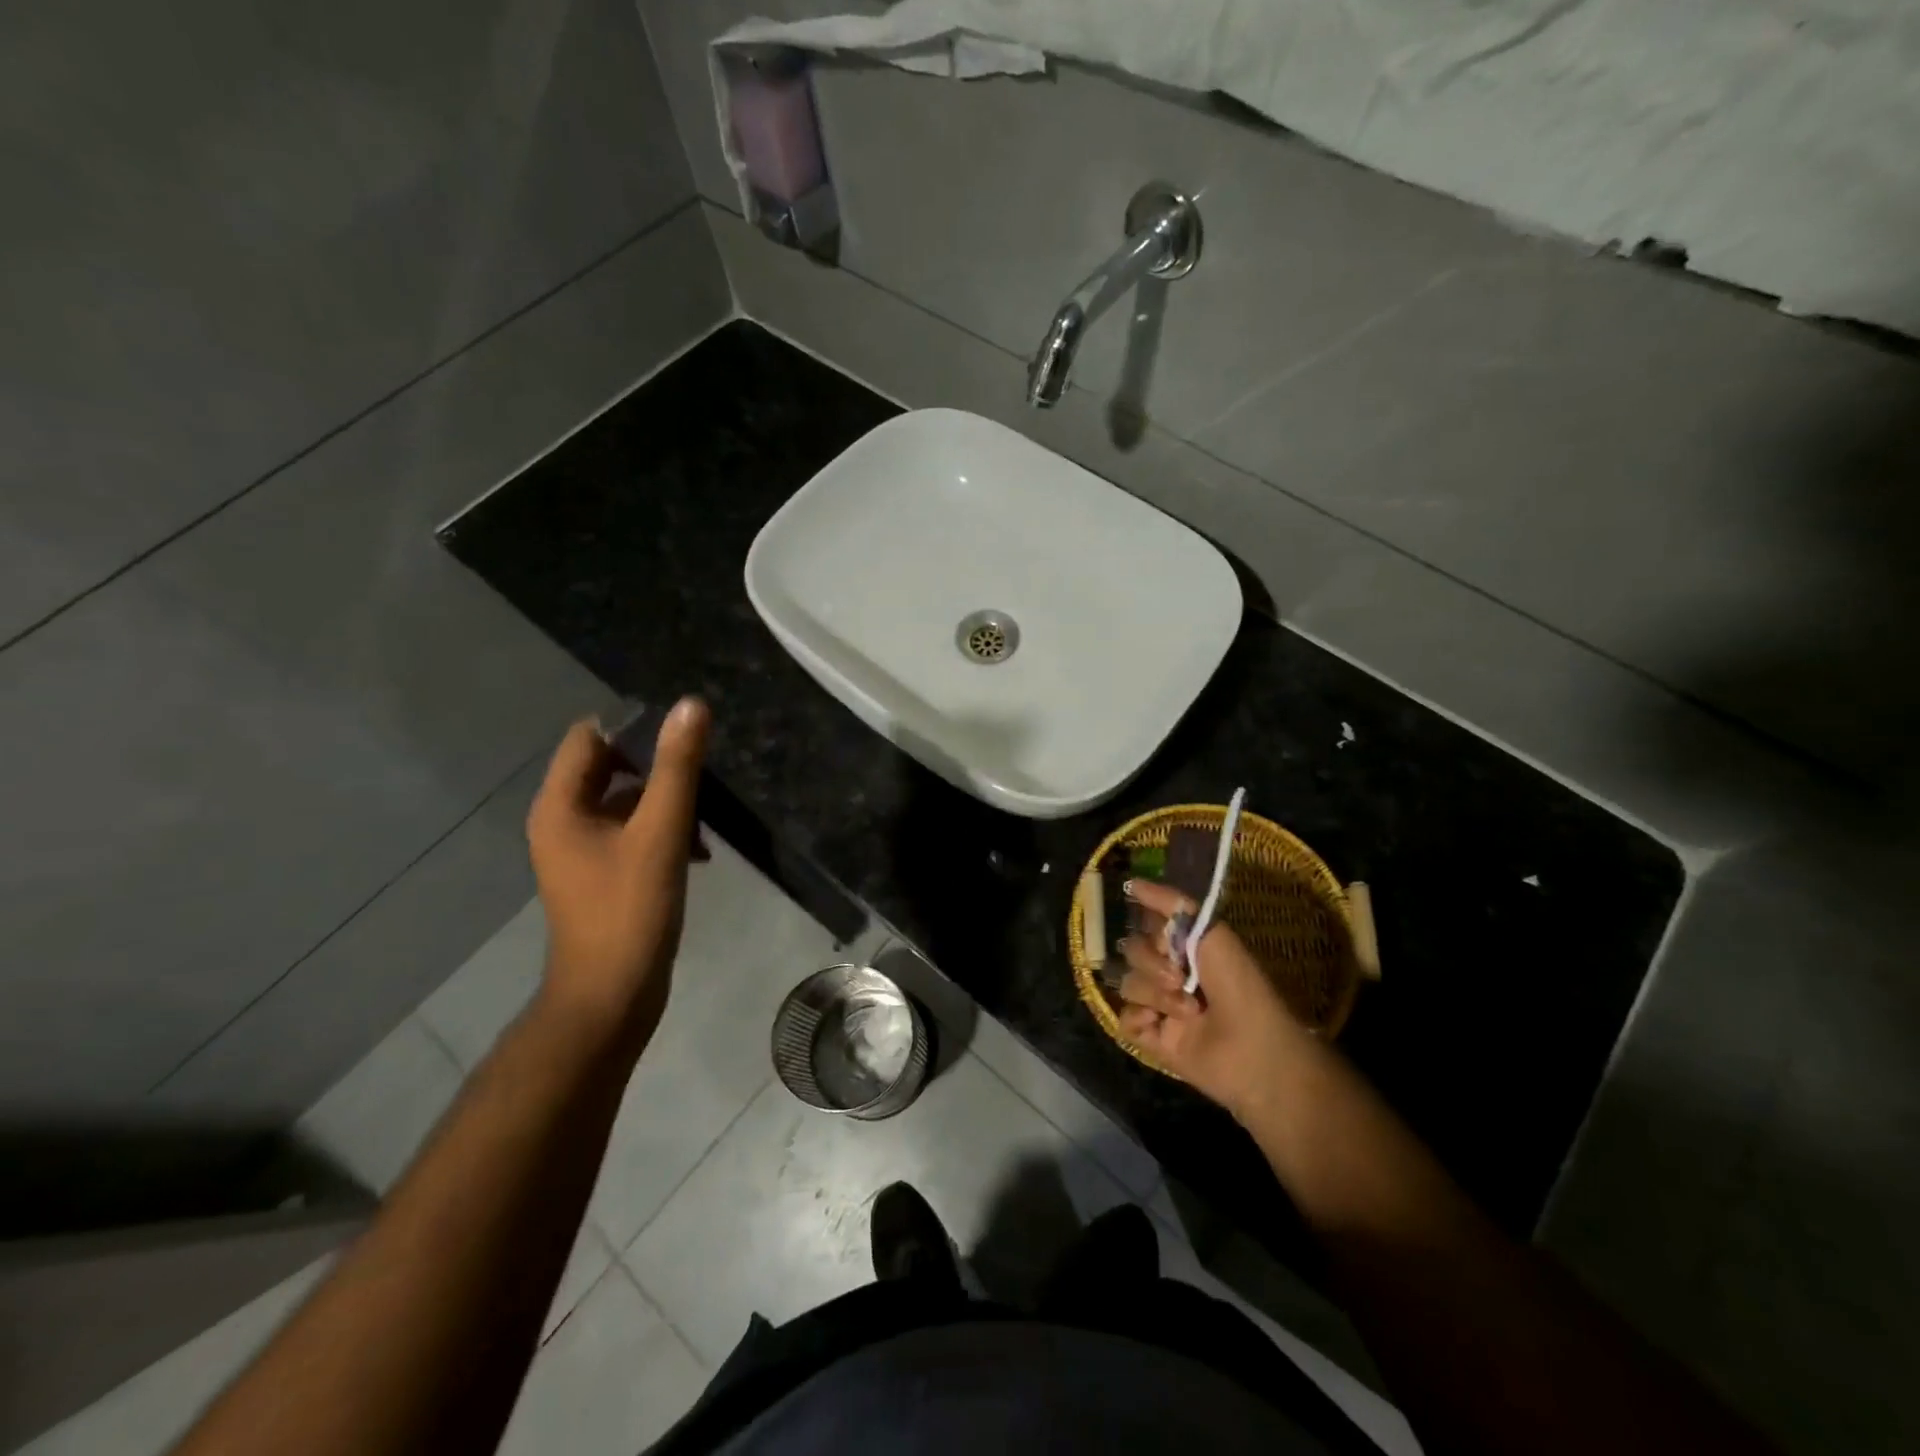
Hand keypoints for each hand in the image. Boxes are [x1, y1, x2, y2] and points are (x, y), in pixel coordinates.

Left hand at [526, 698, 710, 1049]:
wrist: (611, 996)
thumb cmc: (630, 910)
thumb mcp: (661, 832)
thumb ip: (677, 768)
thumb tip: (691, 706)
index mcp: (561, 805)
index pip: (590, 737)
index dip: (634, 729)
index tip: (681, 740)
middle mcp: (561, 821)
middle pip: (608, 768)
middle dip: (656, 768)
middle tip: (700, 777)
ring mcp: (579, 850)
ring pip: (624, 802)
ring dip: (664, 802)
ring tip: (704, 820)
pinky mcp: (600, 874)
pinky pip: (630, 832)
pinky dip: (661, 831)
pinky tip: (697, 852)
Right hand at [1115, 878, 1310, 1123]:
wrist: (1252, 1048)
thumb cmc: (1239, 985)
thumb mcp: (1211, 932)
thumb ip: (1171, 903)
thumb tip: (1131, 881)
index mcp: (1184, 948)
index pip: (1146, 927)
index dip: (1152, 932)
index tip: (1166, 939)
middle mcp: (1169, 973)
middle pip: (1131, 953)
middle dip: (1152, 963)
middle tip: (1180, 979)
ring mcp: (1159, 1006)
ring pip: (1128, 984)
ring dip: (1156, 995)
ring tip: (1188, 1011)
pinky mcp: (1151, 1037)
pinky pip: (1124, 1018)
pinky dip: (1140, 1019)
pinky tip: (1161, 1025)